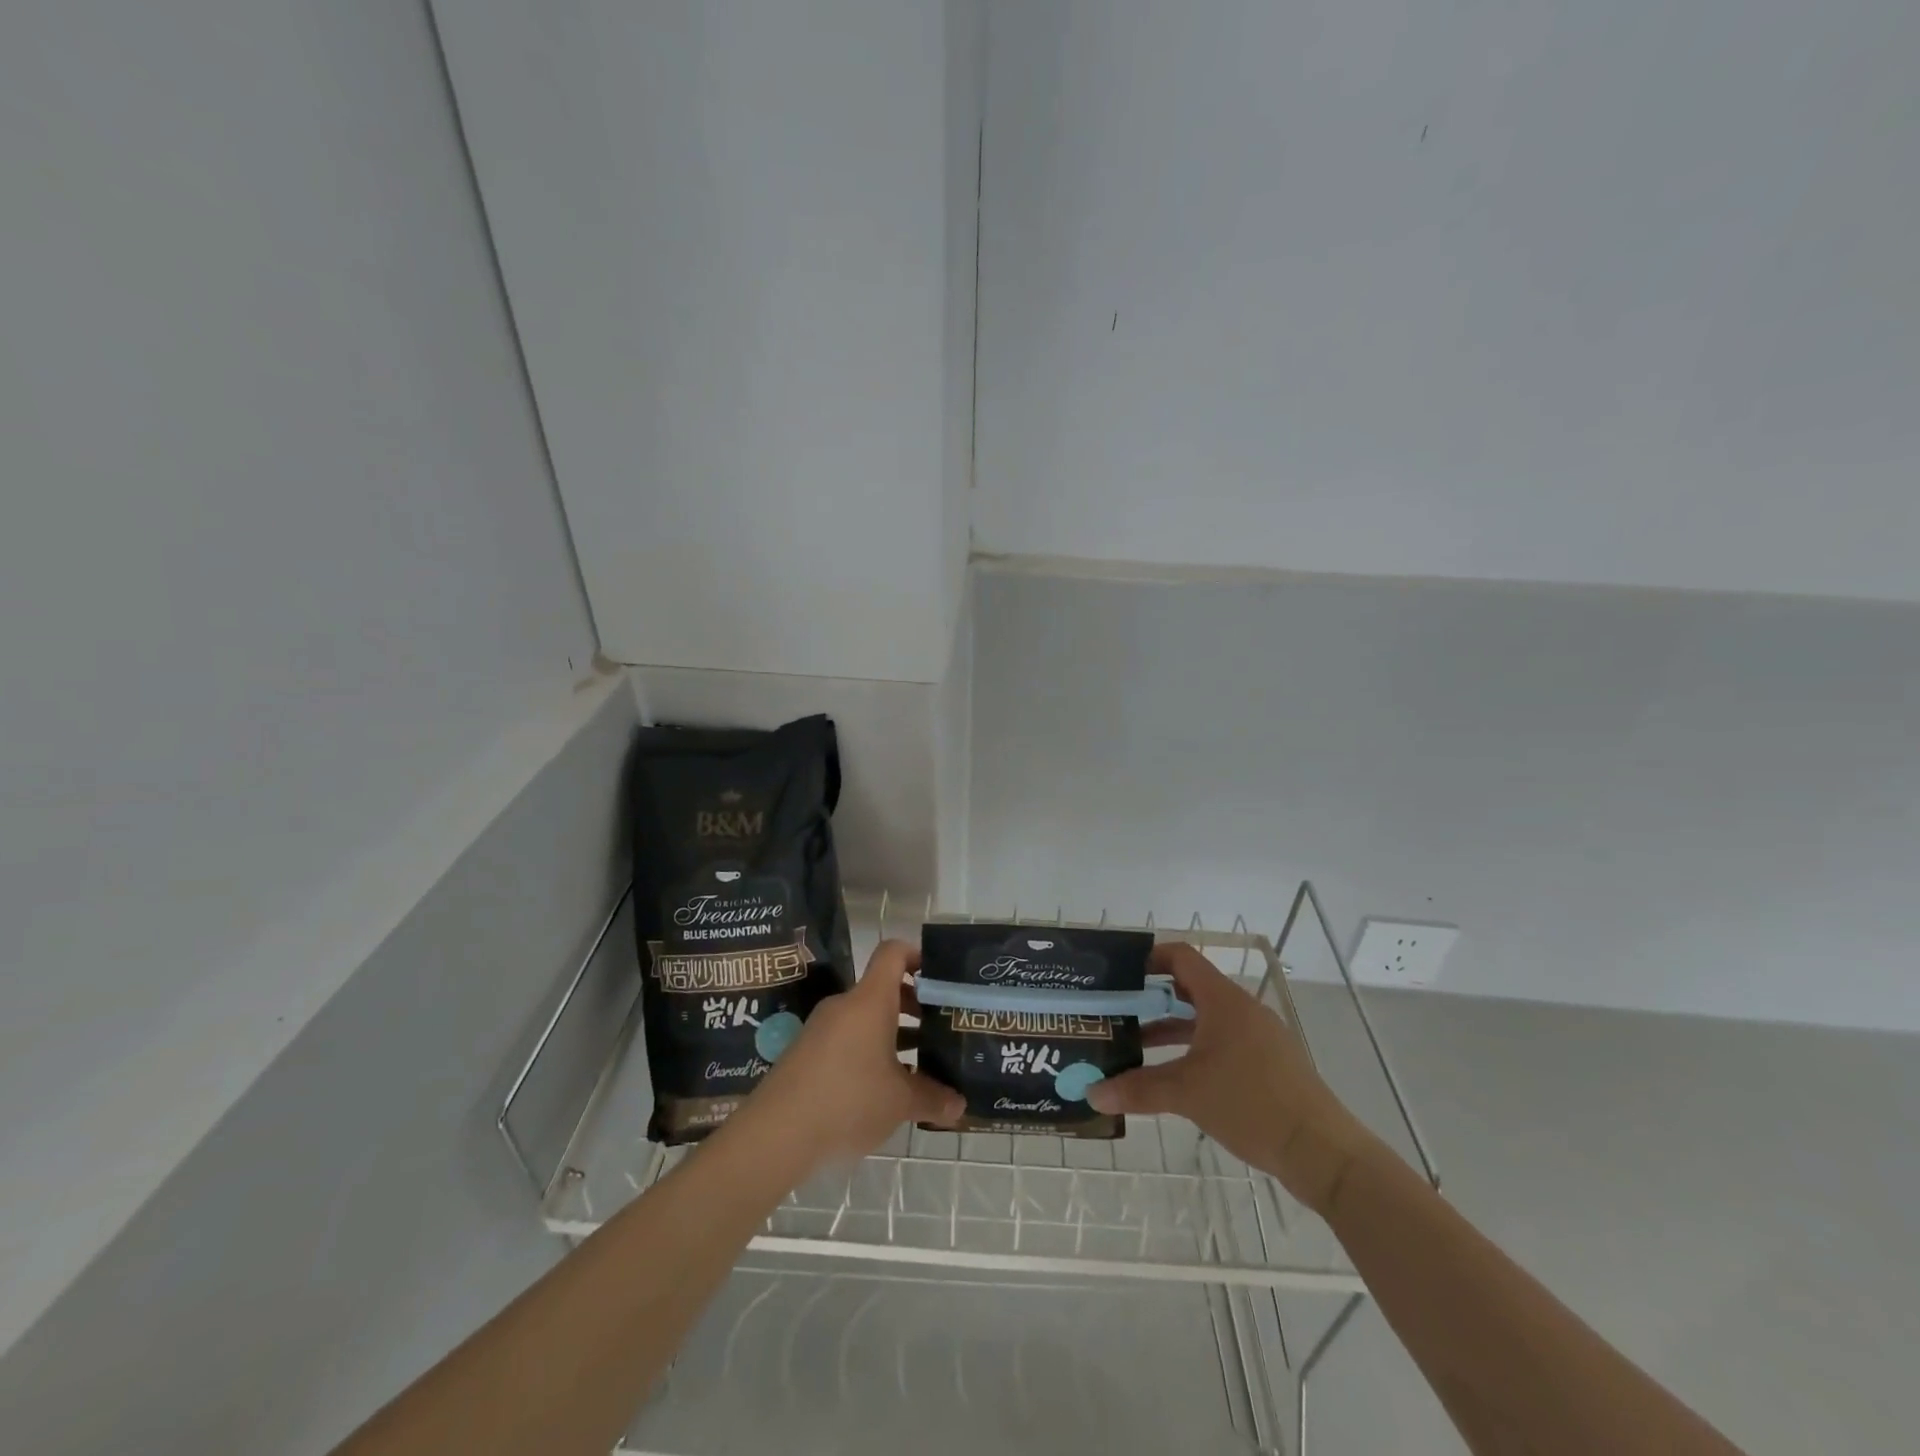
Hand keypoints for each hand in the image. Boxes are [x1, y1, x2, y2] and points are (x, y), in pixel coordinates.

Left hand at [737, 940, 963, 1170]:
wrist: (775, 1133)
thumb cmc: (848, 1100)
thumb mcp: (899, 1102)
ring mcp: (822, 1029)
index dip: (918, 956)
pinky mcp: (807, 1053)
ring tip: (919, 1063)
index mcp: (870, 1000)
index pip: (893, 953)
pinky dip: (869, 1052)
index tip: (940, 978)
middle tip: (940, 1028)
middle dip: (914, 1006)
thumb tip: (959, 1104)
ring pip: (866, 1018)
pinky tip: (883, 1088)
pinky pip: (848, 1040)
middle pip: (883, 989)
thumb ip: (932, 1098)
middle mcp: (845, 1005)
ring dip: (893, 1034)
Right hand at [1087, 942, 1377, 1212]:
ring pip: (1205, 1019)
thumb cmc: (1251, 1105)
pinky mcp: (1268, 1063)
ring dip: (1171, 1027)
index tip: (1120, 974)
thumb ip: (1138, 1089)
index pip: (1182, 958)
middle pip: (1190, 988)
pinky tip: (1175, 1075)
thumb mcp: (1187, 1094)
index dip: (1149, 958)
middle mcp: (1241, 1010)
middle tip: (1118, 1010)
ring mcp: (1258, 1037)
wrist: (1322, 1152)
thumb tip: (1092, 1094)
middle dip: (1152, 998)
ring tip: (1136, 1044)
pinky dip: (1194, 1048)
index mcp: (1224, 1001)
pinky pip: (1222, 1041)